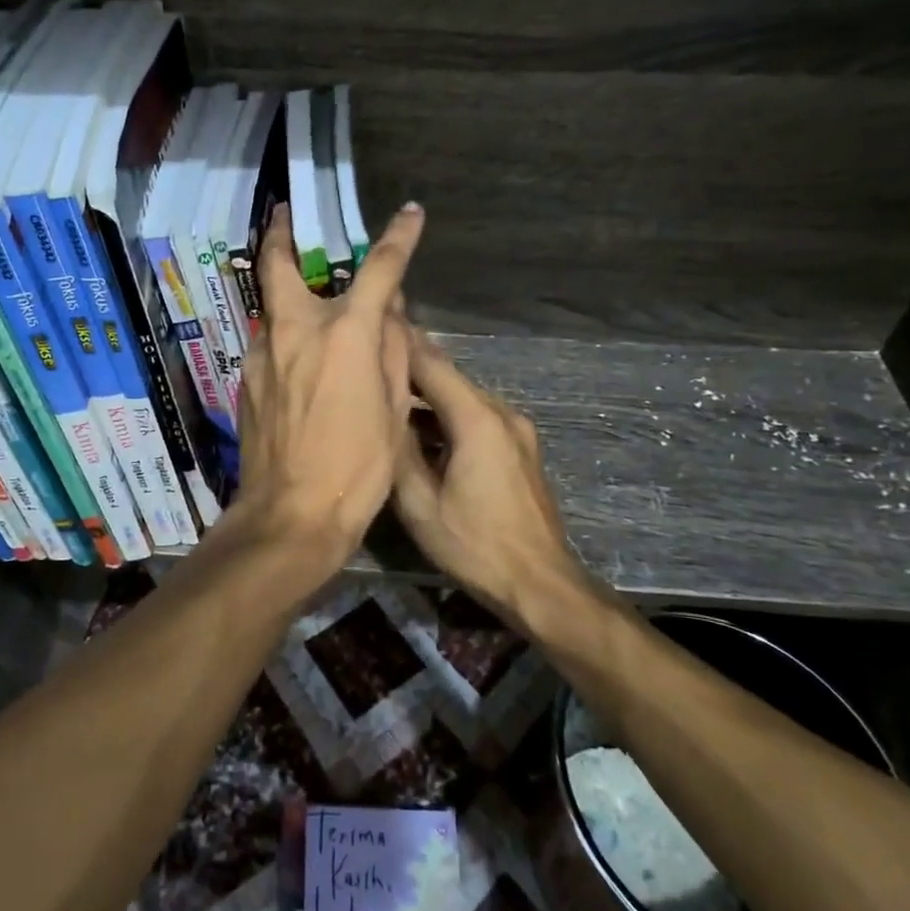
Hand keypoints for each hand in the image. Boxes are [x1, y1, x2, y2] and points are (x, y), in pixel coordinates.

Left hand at [234, 202, 425, 566]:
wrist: (291, 514)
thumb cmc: (358, 467)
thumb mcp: (394, 409)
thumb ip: (393, 350)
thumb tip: (391, 313)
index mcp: (345, 333)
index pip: (379, 269)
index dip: (398, 237)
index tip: (409, 213)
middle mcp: (296, 330)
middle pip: (279, 265)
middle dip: (281, 233)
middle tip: (283, 215)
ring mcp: (263, 353)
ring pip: (271, 307)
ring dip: (285, 293)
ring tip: (303, 298)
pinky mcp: (246, 379)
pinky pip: (268, 343)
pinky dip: (284, 337)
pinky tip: (298, 361)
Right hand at [393, 328, 603, 623]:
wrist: (540, 584)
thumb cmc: (475, 546)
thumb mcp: (420, 505)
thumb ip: (398, 451)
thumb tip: (380, 413)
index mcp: (477, 419)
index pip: (432, 365)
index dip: (400, 343)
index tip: (371, 325)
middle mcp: (501, 413)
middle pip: (449, 378)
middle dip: (410, 368)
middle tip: (369, 360)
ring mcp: (517, 431)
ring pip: (463, 398)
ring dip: (427, 396)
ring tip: (386, 395)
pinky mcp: (520, 449)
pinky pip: (477, 418)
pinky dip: (447, 416)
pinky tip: (421, 430)